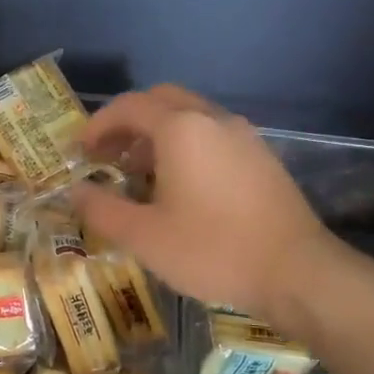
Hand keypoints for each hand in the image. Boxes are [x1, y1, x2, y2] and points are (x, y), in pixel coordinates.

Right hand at [72, 86, 330, 321]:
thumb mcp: (143, 236)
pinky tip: (179, 186)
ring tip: (137, 173)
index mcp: (181, 129)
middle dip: (127, 122)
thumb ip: (101, 209)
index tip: (79, 151)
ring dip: (156, 134)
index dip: (97, 125)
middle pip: (161, 100)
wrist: (297, 272)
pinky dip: (184, 145)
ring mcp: (243, 136)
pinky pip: (212, 135)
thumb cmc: (211, 249)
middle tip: (106, 154)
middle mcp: (213, 120)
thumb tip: (76, 191)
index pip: (128, 107)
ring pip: (190, 116)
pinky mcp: (261, 157)